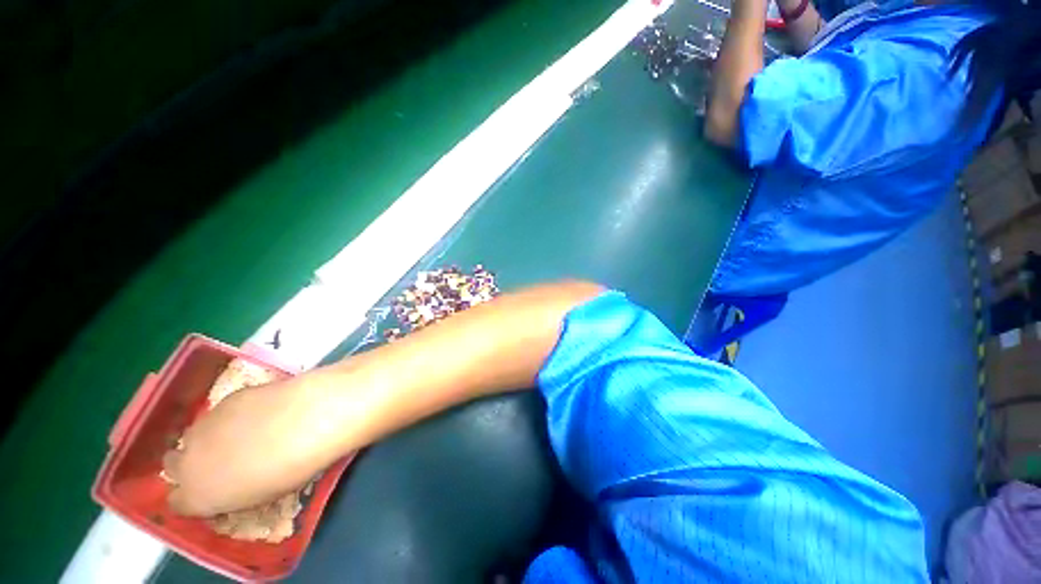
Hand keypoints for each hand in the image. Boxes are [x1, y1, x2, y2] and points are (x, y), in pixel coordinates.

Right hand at [164, 378, 325, 516]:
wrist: (307, 420)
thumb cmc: (291, 469)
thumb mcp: (259, 496)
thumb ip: (233, 493)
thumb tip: (232, 486)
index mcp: (196, 496)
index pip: (177, 502)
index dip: (192, 496)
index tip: (209, 491)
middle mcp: (188, 462)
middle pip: (174, 465)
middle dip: (191, 463)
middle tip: (221, 460)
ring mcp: (203, 426)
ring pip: (194, 435)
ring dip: (210, 437)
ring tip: (242, 434)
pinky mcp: (224, 399)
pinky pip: (220, 412)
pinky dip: (233, 415)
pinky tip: (259, 412)